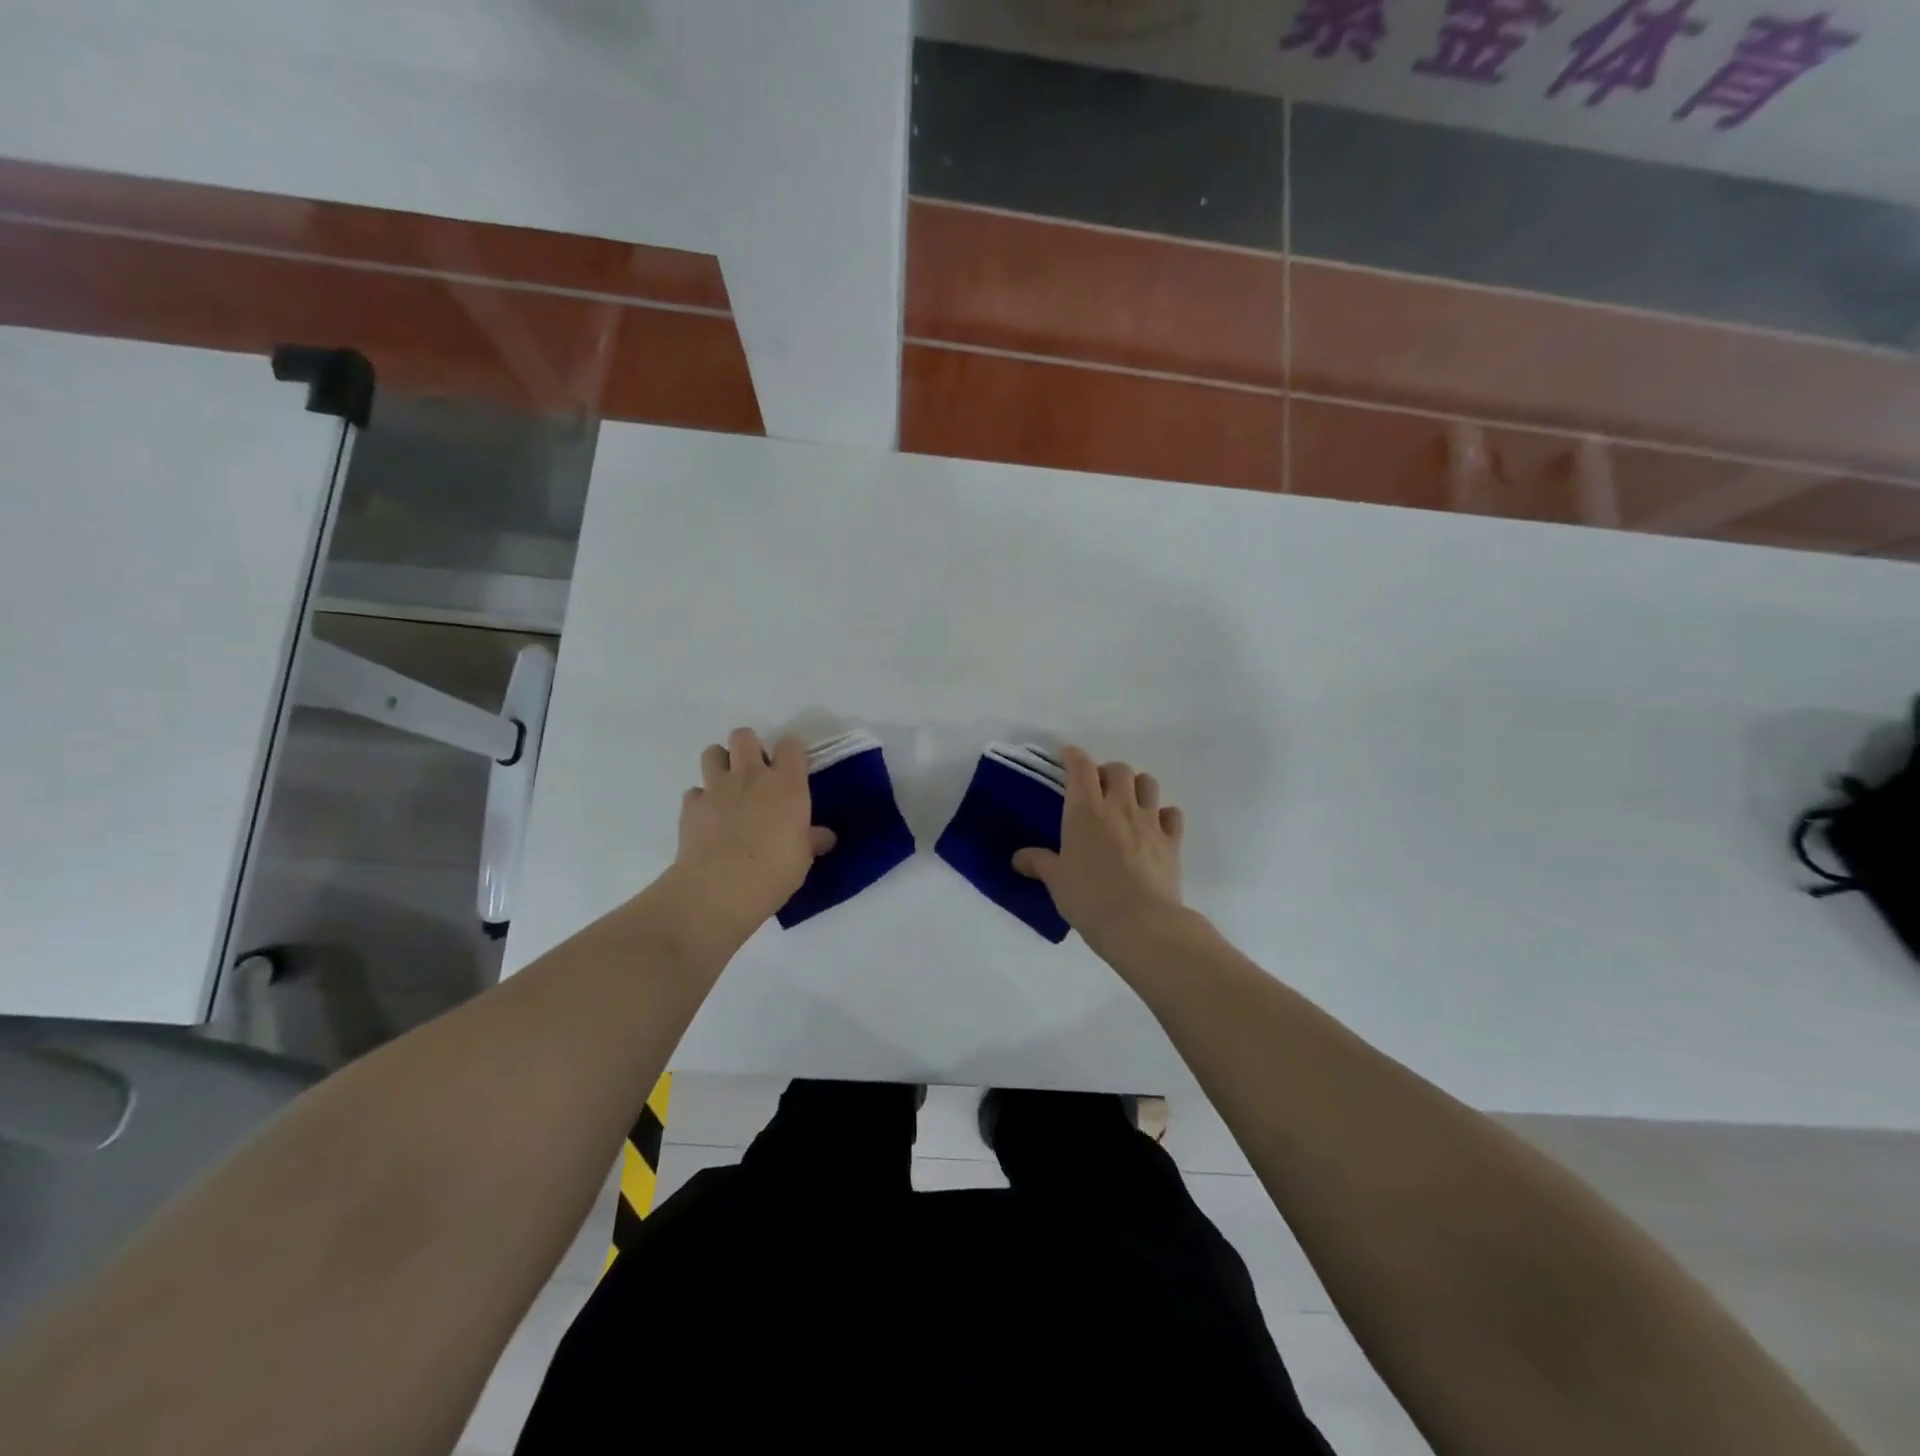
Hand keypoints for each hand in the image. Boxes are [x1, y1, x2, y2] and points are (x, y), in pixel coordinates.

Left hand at [672, 728, 834, 929]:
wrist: (721, 887)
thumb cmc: (774, 870)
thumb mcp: (803, 858)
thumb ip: (812, 840)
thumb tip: (825, 837)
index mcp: (787, 784)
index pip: (790, 744)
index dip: (790, 751)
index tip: (791, 767)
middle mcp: (751, 776)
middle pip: (744, 736)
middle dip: (748, 747)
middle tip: (755, 772)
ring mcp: (717, 788)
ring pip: (712, 752)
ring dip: (720, 764)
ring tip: (728, 787)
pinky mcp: (691, 805)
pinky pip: (694, 792)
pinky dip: (700, 801)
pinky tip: (707, 819)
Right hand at [1013, 747, 1185, 955]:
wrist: (1140, 923)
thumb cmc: (1089, 898)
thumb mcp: (1056, 881)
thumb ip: (1039, 862)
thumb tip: (1018, 858)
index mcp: (1085, 810)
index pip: (1080, 767)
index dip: (1073, 755)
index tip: (1066, 754)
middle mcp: (1119, 807)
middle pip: (1118, 769)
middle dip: (1106, 771)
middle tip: (1096, 788)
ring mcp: (1149, 821)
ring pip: (1148, 783)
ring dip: (1136, 786)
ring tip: (1126, 801)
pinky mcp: (1172, 841)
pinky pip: (1171, 814)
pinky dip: (1163, 814)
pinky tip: (1153, 826)